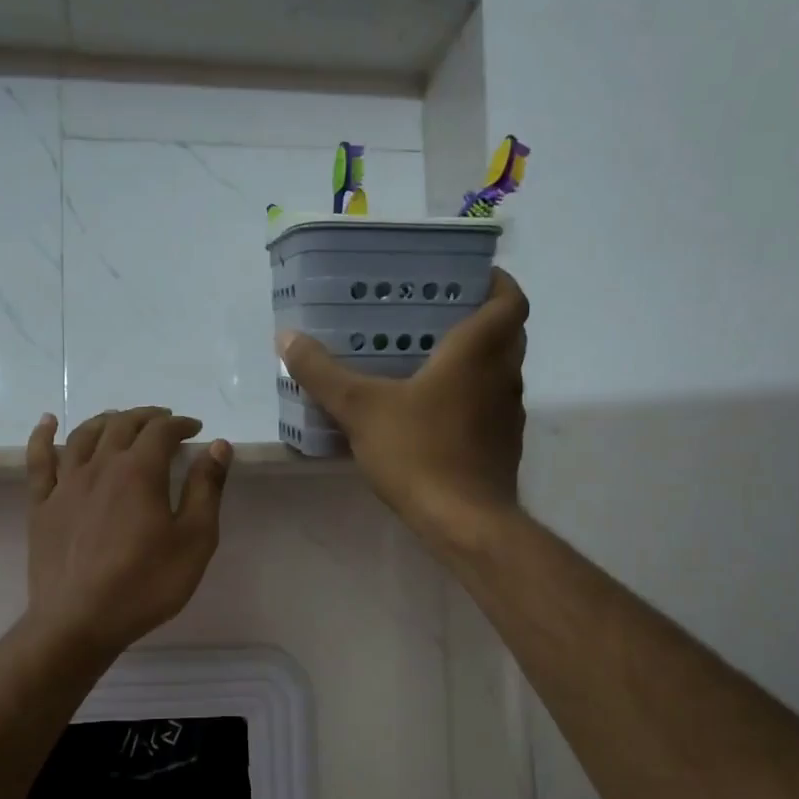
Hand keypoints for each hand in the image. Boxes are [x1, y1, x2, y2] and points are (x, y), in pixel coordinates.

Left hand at [24, 407, 233, 654]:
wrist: (80, 621)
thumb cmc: (146, 583)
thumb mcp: (194, 540)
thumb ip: (206, 488)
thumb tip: (217, 446)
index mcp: (139, 471)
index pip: (161, 431)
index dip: (181, 425)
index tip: (195, 430)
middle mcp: (100, 466)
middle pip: (122, 425)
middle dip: (147, 418)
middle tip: (163, 423)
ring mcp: (66, 484)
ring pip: (83, 435)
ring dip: (106, 421)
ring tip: (120, 421)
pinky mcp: (41, 505)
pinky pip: (39, 460)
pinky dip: (43, 435)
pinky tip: (48, 422)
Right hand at [279, 267, 527, 549]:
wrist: (464, 522)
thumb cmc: (418, 452)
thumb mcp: (359, 408)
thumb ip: (322, 372)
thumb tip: (287, 338)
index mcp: (478, 352)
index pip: (510, 300)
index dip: (497, 281)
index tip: (469, 276)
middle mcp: (503, 377)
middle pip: (508, 333)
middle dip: (481, 318)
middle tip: (436, 315)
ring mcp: (509, 415)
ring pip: (500, 372)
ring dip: (476, 360)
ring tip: (428, 360)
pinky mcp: (504, 446)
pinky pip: (491, 407)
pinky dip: (471, 397)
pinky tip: (433, 412)